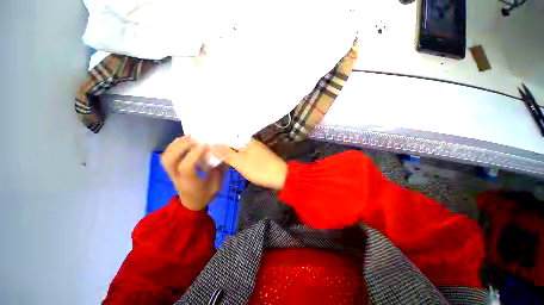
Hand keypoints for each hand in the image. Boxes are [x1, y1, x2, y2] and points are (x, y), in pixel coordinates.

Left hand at [161, 136, 224, 210]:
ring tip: (188, 136)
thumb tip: (219, 157)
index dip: (194, 154)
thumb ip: (217, 173)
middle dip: (181, 147)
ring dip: (176, 145)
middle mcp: (177, 177)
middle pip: (170, 160)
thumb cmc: (205, 196)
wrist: (191, 204)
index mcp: (190, 184)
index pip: (186, 167)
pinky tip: (181, 140)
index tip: (205, 145)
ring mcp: (171, 174)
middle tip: (194, 138)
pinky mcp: (171, 170)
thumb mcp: (216, 188)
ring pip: (166, 157)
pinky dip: (172, 146)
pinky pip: (166, 157)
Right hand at [211, 139, 286, 189]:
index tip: (203, 142)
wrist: (280, 177)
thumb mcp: (241, 162)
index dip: (216, 139)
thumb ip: (226, 153)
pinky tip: (228, 159)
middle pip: (233, 142)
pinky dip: (235, 156)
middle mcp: (251, 143)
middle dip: (221, 145)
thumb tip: (211, 144)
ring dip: (227, 151)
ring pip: (238, 149)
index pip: (228, 136)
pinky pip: (243, 154)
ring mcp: (255, 150)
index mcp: (246, 141)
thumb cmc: (260, 169)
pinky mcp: (257, 157)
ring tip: (212, 153)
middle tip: (205, 148)